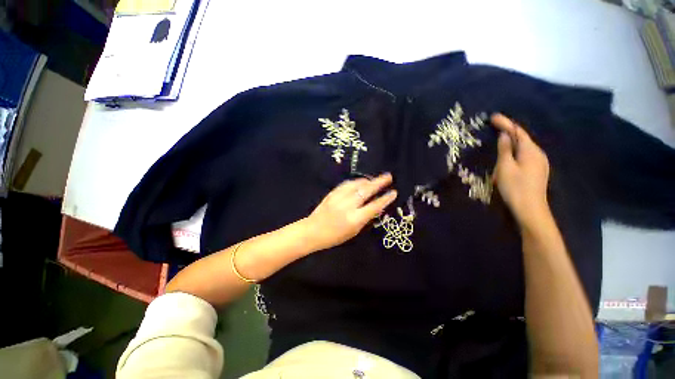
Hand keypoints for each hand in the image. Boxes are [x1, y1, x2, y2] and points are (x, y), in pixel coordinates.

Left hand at [302, 173, 396, 251]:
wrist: (313, 231)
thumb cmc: (335, 236)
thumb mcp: (354, 231)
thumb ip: (365, 218)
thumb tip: (377, 207)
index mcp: (354, 219)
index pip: (374, 206)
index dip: (385, 199)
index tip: (393, 192)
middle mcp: (348, 206)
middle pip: (366, 191)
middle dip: (379, 182)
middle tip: (388, 176)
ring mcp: (339, 198)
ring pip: (356, 184)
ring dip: (368, 180)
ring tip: (375, 179)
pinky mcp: (332, 193)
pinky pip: (347, 184)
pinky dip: (356, 181)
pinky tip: (361, 181)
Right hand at [491, 114, 550, 227]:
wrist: (530, 208)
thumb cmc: (515, 187)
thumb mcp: (505, 167)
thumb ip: (505, 150)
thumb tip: (504, 135)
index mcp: (530, 151)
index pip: (517, 132)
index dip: (505, 123)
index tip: (493, 117)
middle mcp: (538, 153)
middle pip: (523, 137)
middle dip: (510, 130)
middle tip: (495, 125)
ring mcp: (539, 162)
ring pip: (524, 146)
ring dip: (513, 140)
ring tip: (501, 136)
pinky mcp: (537, 170)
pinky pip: (525, 154)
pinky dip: (516, 149)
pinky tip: (510, 152)